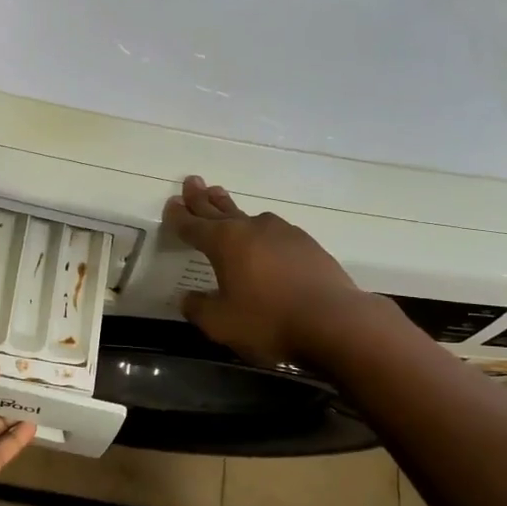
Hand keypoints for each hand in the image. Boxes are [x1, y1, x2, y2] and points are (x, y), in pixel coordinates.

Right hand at [164, 176, 389, 367]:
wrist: (336, 322)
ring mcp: (283, 234)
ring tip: (222, 201)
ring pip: (249, 217)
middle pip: (220, 210)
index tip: (170, 205)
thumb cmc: (269, 321)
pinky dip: (260, 231)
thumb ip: (199, 308)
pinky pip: (274, 232)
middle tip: (192, 181)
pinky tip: (264, 237)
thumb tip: (187, 298)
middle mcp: (252, 229)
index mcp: (225, 242)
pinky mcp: (308, 245)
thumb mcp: (221, 323)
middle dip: (202, 198)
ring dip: (231, 209)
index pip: (193, 226)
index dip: (179, 217)